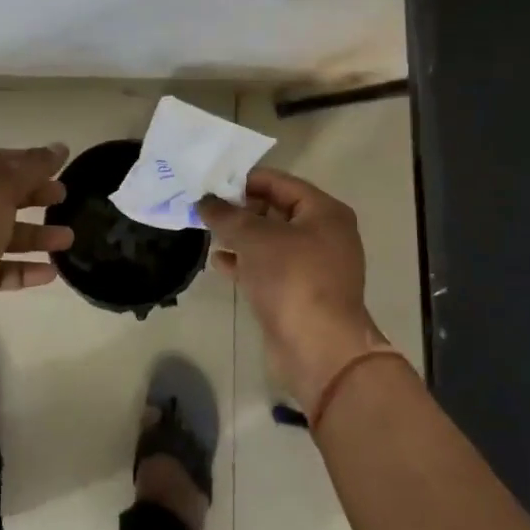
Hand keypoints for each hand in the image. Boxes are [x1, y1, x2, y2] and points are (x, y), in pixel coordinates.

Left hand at [0, 144, 74, 297]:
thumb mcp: (1, 188)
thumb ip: (32, 168)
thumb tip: (59, 147)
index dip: (26, 160)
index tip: (57, 166)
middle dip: (33, 196)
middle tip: (63, 197)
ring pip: (2, 235)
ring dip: (36, 236)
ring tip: (68, 239)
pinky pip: (0, 269)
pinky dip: (24, 269)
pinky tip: (50, 272)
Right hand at [198, 167, 388, 407]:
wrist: (319, 348)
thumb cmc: (292, 279)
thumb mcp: (254, 238)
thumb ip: (226, 215)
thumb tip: (204, 201)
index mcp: (324, 212)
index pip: (280, 182)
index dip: (245, 180)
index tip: (212, 182)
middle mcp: (325, 234)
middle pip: (276, 210)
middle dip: (241, 209)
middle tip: (205, 207)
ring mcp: (314, 266)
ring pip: (271, 241)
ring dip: (241, 236)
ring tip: (208, 231)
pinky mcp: (301, 293)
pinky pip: (270, 267)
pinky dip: (246, 262)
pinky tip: (219, 262)